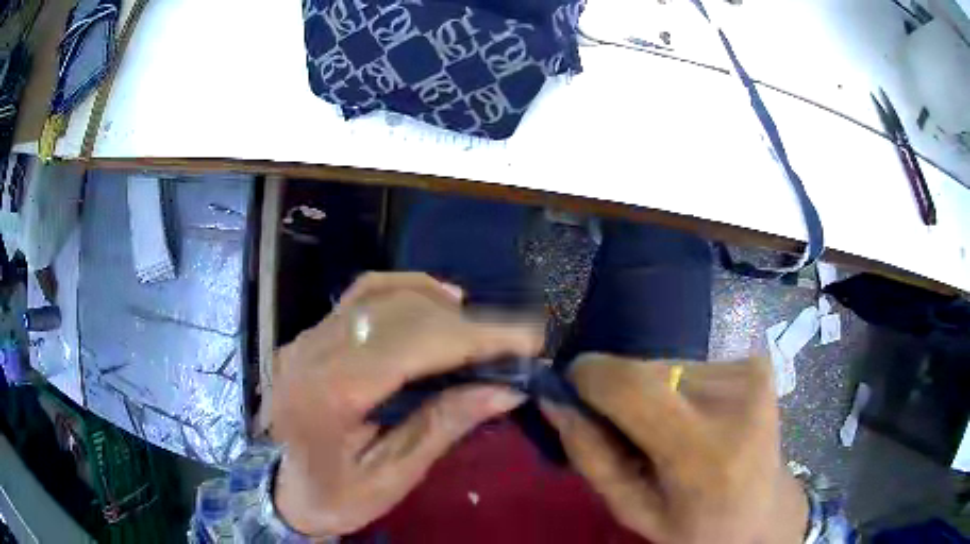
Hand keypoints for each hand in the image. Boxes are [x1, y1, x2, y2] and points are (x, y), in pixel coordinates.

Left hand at [270, 273, 543, 535]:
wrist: (282, 490)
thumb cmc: (335, 495)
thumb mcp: (391, 477)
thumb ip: (443, 427)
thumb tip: (506, 389)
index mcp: (330, 393)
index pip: (411, 344)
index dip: (475, 336)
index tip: (528, 339)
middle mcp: (314, 351)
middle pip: (400, 313)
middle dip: (468, 322)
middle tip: (517, 338)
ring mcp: (309, 337)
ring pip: (382, 295)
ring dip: (441, 304)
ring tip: (483, 326)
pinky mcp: (312, 335)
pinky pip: (362, 296)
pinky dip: (406, 290)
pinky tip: (438, 300)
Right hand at [542, 355, 807, 543]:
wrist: (764, 510)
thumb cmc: (695, 525)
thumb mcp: (632, 509)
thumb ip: (590, 456)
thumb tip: (555, 399)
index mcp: (701, 452)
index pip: (630, 385)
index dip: (589, 378)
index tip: (572, 393)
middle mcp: (733, 400)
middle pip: (644, 371)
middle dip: (621, 394)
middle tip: (632, 434)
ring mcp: (751, 374)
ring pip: (666, 365)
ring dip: (653, 393)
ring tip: (671, 430)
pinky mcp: (757, 362)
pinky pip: (692, 365)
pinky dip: (681, 388)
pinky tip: (698, 418)